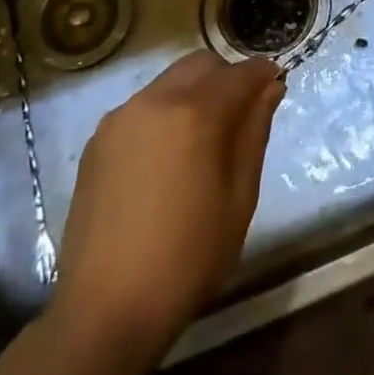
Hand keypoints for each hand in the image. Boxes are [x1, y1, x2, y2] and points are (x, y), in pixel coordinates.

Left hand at [53, 51, 282, 351]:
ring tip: (201, 141)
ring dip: (194, 94)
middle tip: (240, 115)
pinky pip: (142, 107)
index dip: (263, 74)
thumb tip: (270, 87)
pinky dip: (164, 114)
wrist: (105, 310)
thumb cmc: (187, 258)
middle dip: (227, 78)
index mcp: (195, 113)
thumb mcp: (239, 198)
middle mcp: (155, 100)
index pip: (241, 73)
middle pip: (202, 64)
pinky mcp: (97, 140)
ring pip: (169, 81)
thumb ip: (255, 132)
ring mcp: (121, 118)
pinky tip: (165, 160)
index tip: (276, 86)